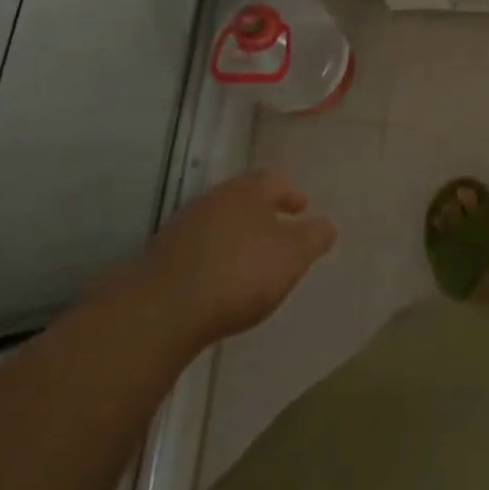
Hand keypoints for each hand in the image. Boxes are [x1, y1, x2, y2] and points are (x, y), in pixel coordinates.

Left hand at [141, 171, 337, 347]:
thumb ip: (314, 237)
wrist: (163, 309)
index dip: (291, 194)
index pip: (275, 180)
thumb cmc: (240, 273)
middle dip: (262, 213)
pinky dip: (212, 256)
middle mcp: (215, 198)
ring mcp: (184, 226)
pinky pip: (197, 248)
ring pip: (219, 221)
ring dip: (235, 234)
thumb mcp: (292, 256)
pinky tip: (217, 280)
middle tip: (278, 232)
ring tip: (248, 259)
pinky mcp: (161, 256)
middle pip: (244, 198)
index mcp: (248, 191)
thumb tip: (327, 225)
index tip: (302, 209)